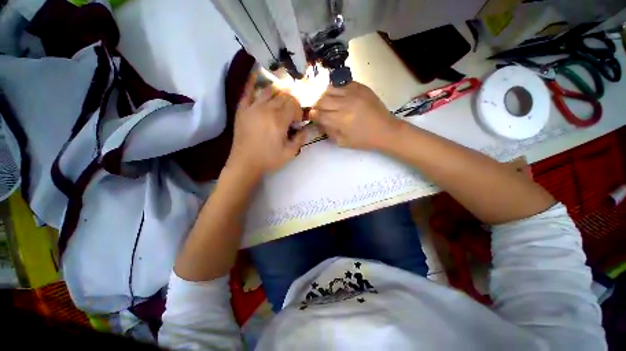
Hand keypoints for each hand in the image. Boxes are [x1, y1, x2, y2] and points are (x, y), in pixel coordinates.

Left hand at [226, 74, 305, 179]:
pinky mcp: (242, 109)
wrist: (245, 163)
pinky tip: (256, 72)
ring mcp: (253, 107)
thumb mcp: (290, 153)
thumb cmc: (269, 159)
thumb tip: (304, 128)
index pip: (294, 105)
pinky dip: (252, 81)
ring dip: (279, 90)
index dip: (299, 110)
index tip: (299, 119)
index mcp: (279, 120)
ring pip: (269, 91)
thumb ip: (300, 139)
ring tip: (284, 92)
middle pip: (283, 96)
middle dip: (292, 101)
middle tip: (293, 109)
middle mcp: (267, 109)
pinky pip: (247, 91)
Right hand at [309, 82, 399, 149]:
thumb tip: (318, 122)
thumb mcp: (342, 142)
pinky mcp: (361, 87)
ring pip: (330, 89)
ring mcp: (354, 92)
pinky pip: (342, 84)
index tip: (311, 117)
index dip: (312, 116)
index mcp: (342, 120)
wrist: (386, 130)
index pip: (319, 115)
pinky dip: (336, 90)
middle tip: (318, 111)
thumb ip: (328, 131)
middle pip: (322, 100)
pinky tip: (339, 97)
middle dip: (316, 106)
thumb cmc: (364, 140)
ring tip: (327, 103)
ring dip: (324, 96)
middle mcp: (346, 103)